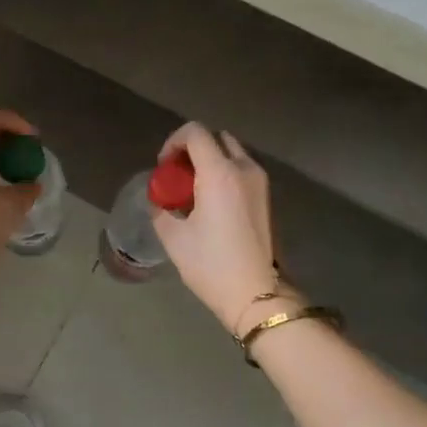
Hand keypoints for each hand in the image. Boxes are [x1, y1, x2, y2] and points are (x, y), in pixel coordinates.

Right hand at [152, 122, 284, 331]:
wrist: (257, 294)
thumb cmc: (211, 264)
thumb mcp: (174, 238)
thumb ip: (161, 210)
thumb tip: (159, 202)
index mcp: (220, 172)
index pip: (195, 132)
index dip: (173, 142)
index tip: (164, 168)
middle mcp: (244, 169)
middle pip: (217, 139)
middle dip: (193, 150)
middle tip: (178, 176)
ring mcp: (261, 183)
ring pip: (233, 154)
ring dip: (211, 163)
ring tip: (194, 192)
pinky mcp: (267, 199)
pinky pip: (243, 172)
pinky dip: (225, 176)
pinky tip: (212, 205)